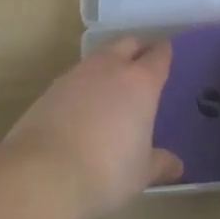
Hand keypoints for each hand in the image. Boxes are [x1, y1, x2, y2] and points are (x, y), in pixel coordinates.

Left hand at [2, 39, 181, 218]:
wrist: (43, 174)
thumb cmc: (106, 171)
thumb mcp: (141, 173)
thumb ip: (160, 163)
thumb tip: (176, 165)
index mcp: (140, 83)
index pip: (159, 56)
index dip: (165, 53)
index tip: (168, 54)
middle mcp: (109, 69)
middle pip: (127, 44)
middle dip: (137, 50)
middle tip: (143, 65)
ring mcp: (75, 76)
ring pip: (98, 58)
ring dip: (108, 66)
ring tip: (112, 88)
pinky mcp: (49, 90)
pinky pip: (75, 78)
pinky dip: (84, 86)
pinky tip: (83, 107)